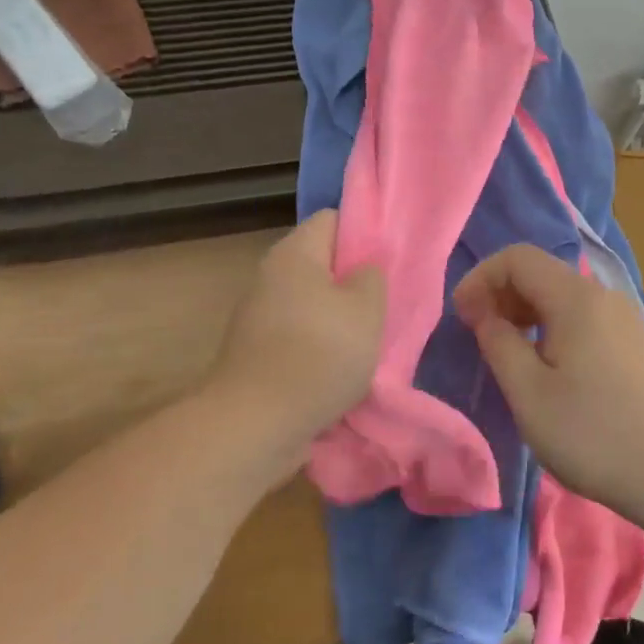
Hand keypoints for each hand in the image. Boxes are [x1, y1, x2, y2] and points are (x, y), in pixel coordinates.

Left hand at [208, 210, 385, 478]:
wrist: (256, 423)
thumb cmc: (319, 353)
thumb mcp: (367, 308)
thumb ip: (372, 276)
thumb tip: (364, 268)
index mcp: (295, 253)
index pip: (333, 219)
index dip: (364, 233)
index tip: (388, 261)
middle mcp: (270, 275)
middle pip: (321, 263)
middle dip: (353, 281)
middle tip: (384, 304)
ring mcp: (258, 315)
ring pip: (311, 303)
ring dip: (338, 319)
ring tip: (368, 342)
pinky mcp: (255, 352)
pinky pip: (298, 336)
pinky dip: (318, 348)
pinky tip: (340, 370)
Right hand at [452, 244, 643, 520]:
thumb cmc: (593, 433)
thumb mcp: (529, 393)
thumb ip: (499, 343)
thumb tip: (485, 313)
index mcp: (576, 298)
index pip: (518, 258)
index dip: (481, 278)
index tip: (461, 316)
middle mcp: (603, 296)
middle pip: (542, 272)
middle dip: (501, 293)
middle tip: (478, 334)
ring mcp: (625, 319)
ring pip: (563, 296)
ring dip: (526, 312)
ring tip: (507, 352)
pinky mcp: (635, 343)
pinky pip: (583, 317)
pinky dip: (552, 326)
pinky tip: (548, 366)